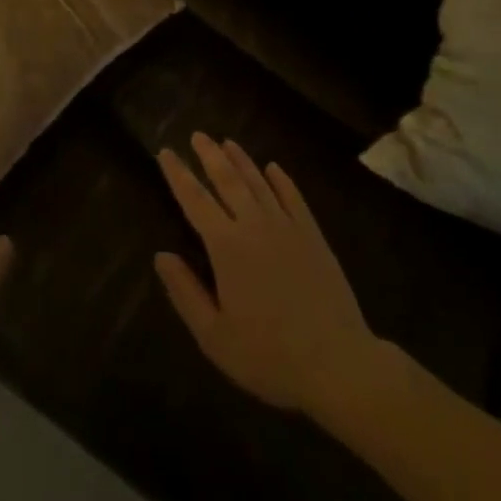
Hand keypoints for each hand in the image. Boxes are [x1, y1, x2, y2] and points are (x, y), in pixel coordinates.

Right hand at [155, 133, 383, 416]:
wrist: (339, 365)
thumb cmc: (270, 356)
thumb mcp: (215, 337)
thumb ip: (185, 293)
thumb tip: (161, 256)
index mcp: (226, 246)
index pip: (194, 199)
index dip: (178, 174)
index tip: (166, 152)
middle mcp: (254, 225)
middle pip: (227, 180)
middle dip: (210, 155)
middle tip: (197, 135)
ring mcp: (287, 227)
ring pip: (259, 182)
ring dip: (241, 160)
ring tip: (227, 142)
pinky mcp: (313, 237)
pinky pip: (293, 198)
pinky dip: (281, 180)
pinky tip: (273, 168)